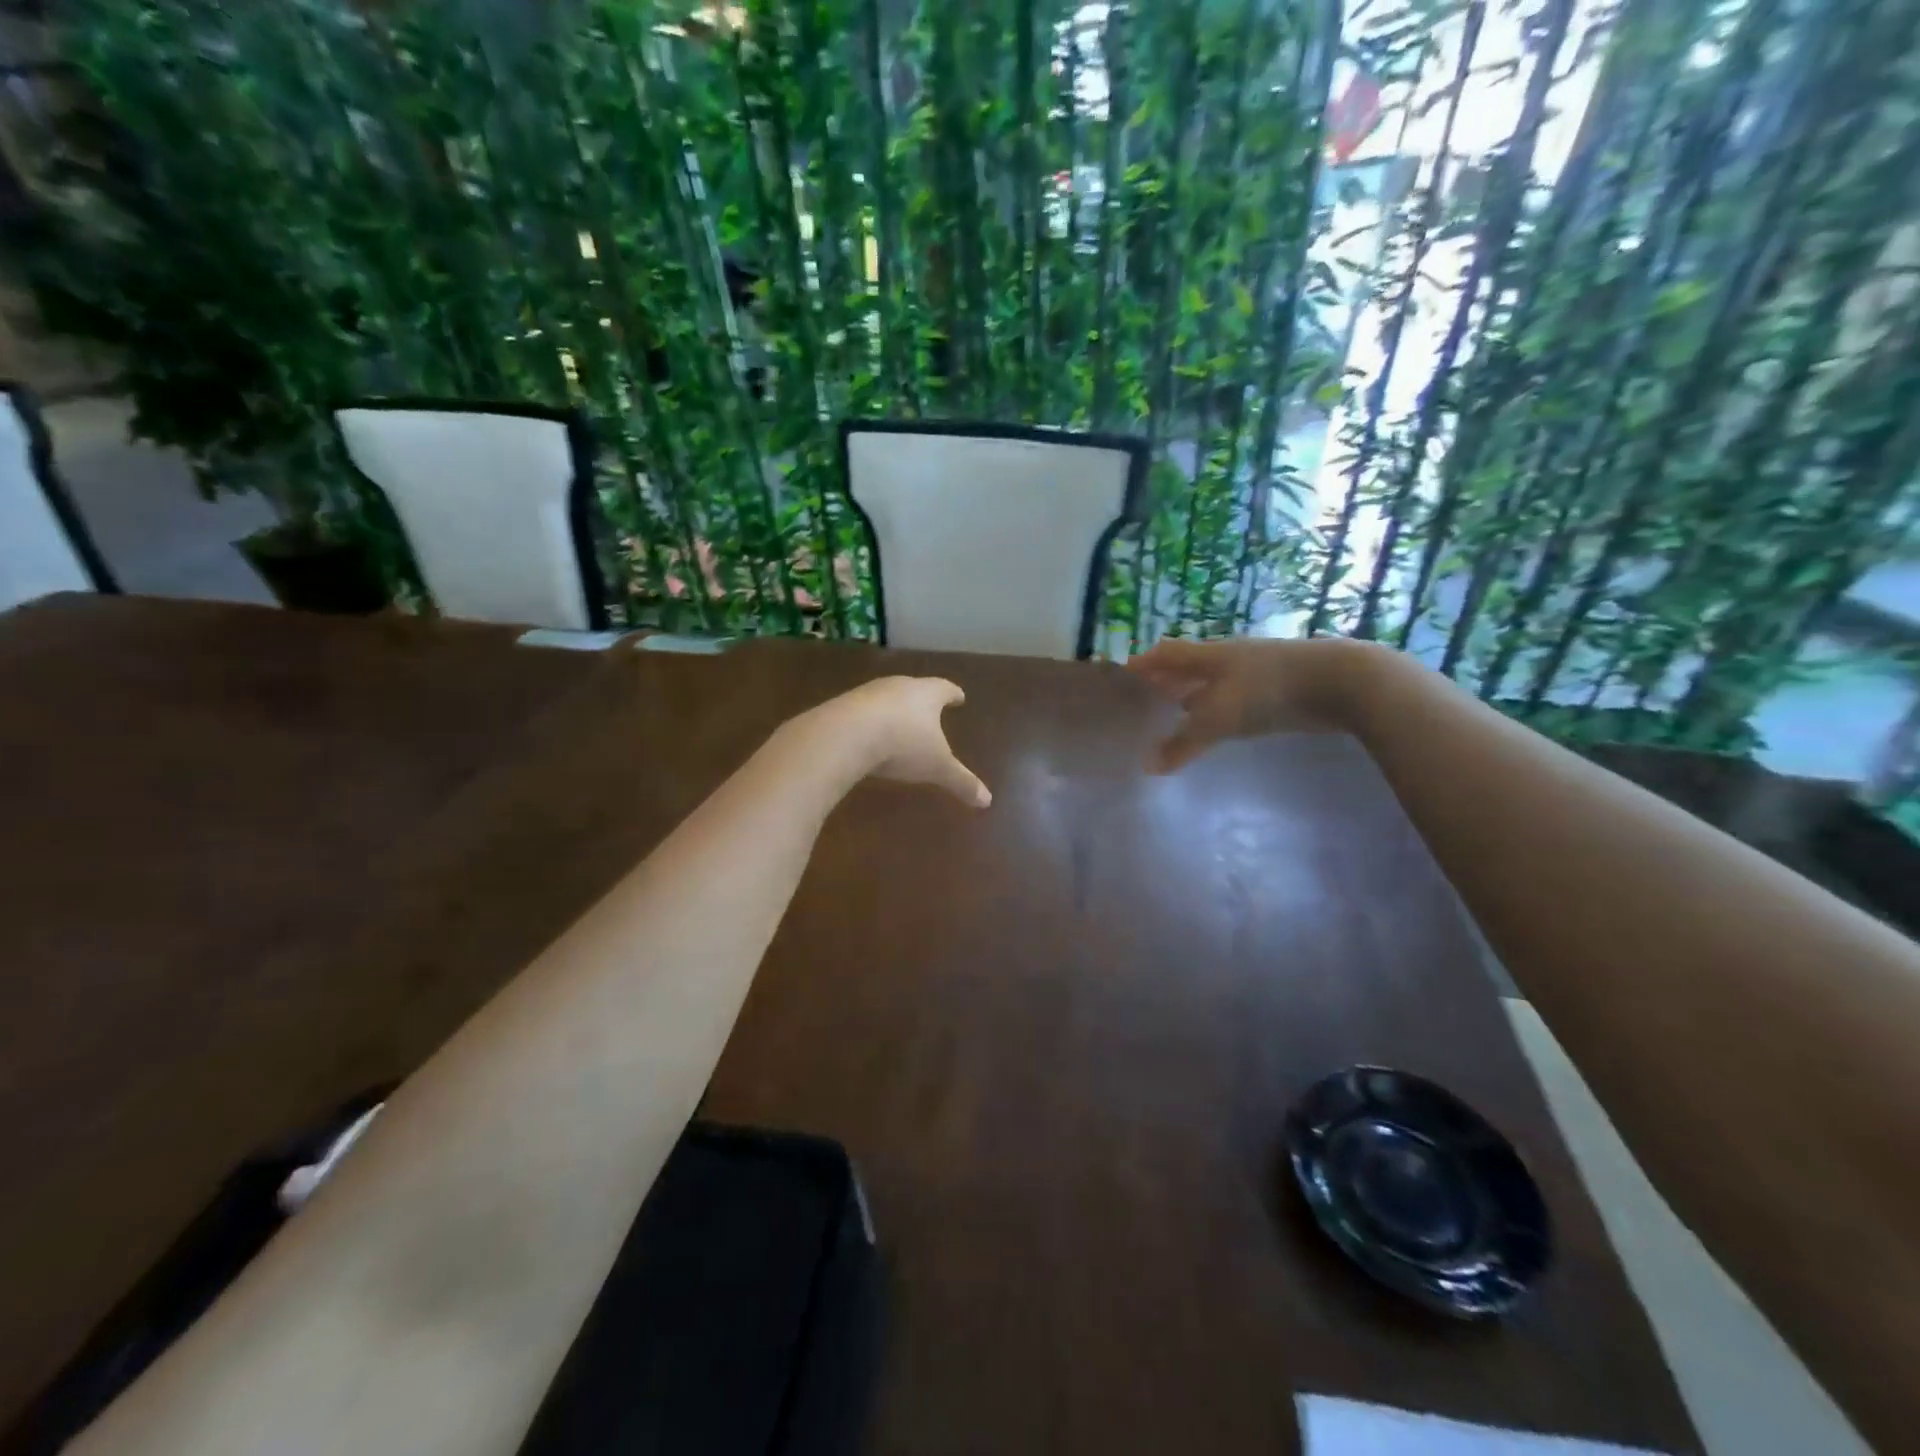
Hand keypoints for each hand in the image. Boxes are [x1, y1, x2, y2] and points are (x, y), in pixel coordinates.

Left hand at [817, 676, 991, 807]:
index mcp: (927, 694)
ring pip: (886, 698)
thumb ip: (962, 782)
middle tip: (929, 709)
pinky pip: (861, 712)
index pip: (945, 689)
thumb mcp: (937, 768)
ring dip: (893, 709)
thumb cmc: (903, 745)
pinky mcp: (842, 706)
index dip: (953, 694)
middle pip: (915, 689)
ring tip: (898, 722)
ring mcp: (868, 693)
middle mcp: (899, 686)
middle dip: (922, 700)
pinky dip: (868, 721)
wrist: (846, 735)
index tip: (959, 696)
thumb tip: (987, 800)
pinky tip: (866, 735)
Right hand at [1128, 637, 1370, 772]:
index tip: (1125, 674)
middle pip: (1189, 666)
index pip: (1166, 654)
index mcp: (1208, 655)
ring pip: (1214, 683)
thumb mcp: (1218, 718)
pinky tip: (1219, 725)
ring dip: (1194, 696)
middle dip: (1167, 680)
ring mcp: (1255, 673)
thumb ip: (1183, 743)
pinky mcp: (1277, 691)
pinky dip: (1220, 709)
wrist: (1338, 683)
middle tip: (1145, 697)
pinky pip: (1236, 698)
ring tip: (1175, 713)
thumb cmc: (1267, 690)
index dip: (1145, 663)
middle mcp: (1228, 659)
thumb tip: (1148, 766)